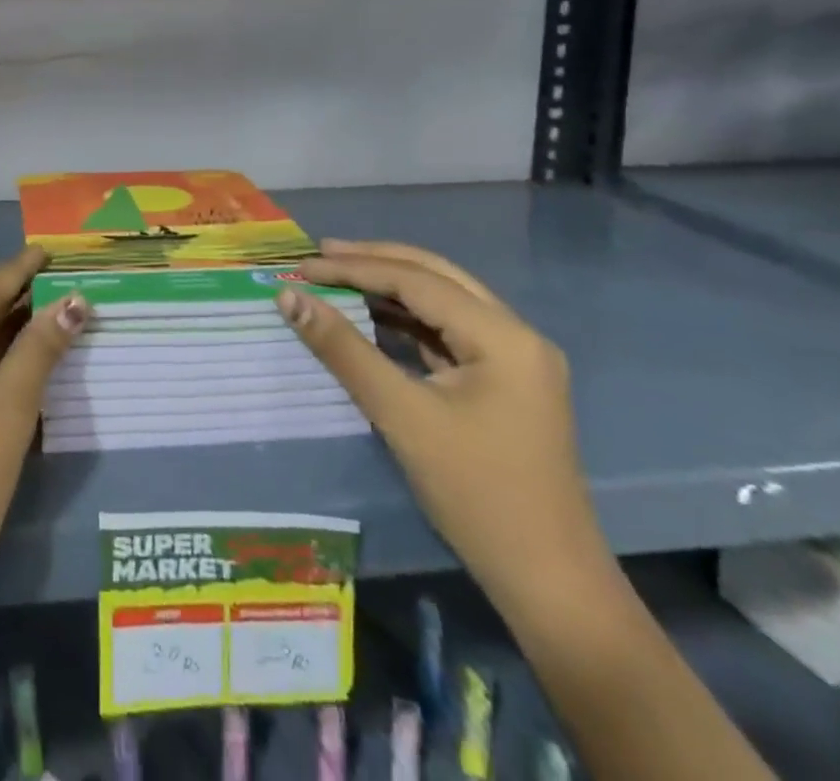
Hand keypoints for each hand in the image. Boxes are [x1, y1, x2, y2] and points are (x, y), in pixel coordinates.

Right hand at [280, 239, 611, 613]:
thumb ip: (344, 350)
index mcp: (503, 336)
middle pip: (436, 276)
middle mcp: (516, 334)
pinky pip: (448, 332)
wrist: (549, 584)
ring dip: (390, 287)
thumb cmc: (476, 495)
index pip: (416, 280)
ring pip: (443, 301)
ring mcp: (515, 359)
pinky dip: (406, 320)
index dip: (354, 269)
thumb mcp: (402, 416)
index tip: (302, 266)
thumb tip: (290, 297)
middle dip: (375, 261)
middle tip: (320, 254)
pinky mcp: (505, 382)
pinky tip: (372, 318)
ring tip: (337, 277)